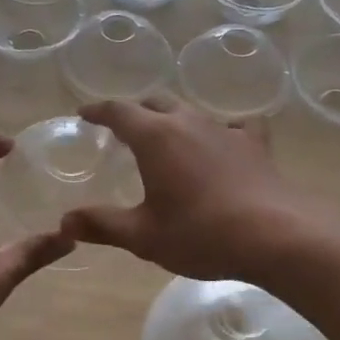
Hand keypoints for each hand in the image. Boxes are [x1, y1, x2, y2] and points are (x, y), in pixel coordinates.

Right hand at [60, 96, 318, 281]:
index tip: (85, 113)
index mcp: (155, 137)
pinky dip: (220, 130)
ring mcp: (225, 129)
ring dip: (173, 120)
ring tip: (167, 137)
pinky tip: (223, 143)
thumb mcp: (143, 235)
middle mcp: (188, 122)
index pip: (119, 111)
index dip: (99, 110)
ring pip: (191, 112)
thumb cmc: (200, 233)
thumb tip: (65, 220)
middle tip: (123, 128)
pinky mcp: (254, 143)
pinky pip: (234, 125)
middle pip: (156, 103)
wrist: (274, 235)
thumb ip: (102, 224)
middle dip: (135, 112)